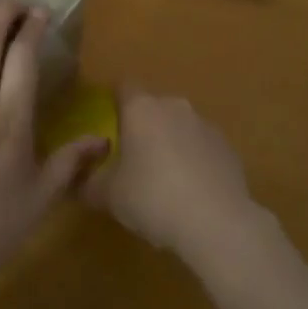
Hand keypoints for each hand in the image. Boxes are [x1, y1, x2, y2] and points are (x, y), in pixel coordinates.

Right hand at [82, 86, 260, 263]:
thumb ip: (89, 182)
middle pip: (153, 107)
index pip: (123, 87)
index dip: (114, 102)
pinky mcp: (227, 146)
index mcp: (142, 109)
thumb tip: (80, 179)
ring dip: (170, 143)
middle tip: (133, 159)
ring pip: (179, 126)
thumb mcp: (109, 196)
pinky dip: (194, 160)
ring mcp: (205, 124)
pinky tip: (191, 192)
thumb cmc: (152, 198)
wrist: (216, 221)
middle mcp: (174, 106)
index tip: (108, 126)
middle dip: (143, 127)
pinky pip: (202, 146)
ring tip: (164, 180)